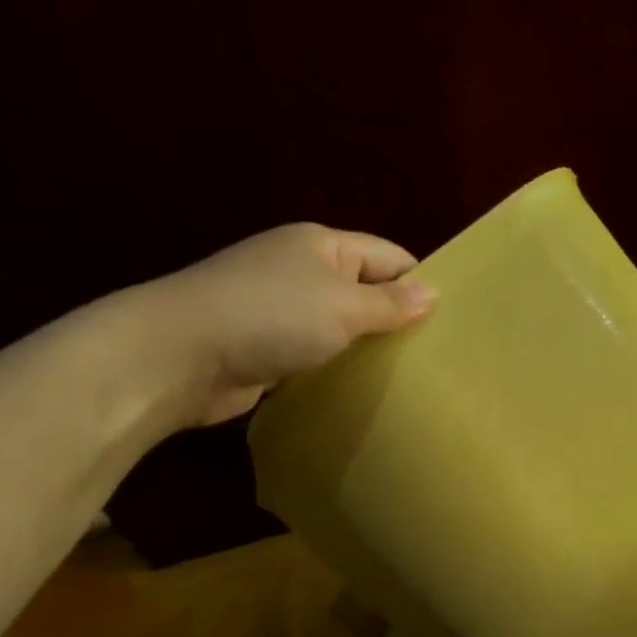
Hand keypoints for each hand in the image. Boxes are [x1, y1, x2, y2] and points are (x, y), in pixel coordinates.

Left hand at [120, 222, 434, 427]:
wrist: (182, 355)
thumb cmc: (271, 316)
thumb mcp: (343, 306)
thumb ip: (390, 304)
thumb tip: (433, 294)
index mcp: (323, 245)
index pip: (389, 257)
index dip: (421, 283)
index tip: (453, 322)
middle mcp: (303, 270)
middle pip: (366, 291)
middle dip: (397, 320)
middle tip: (437, 359)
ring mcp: (281, 309)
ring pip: (341, 327)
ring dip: (366, 349)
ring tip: (409, 379)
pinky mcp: (267, 346)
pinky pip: (316, 354)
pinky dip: (336, 368)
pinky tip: (362, 391)